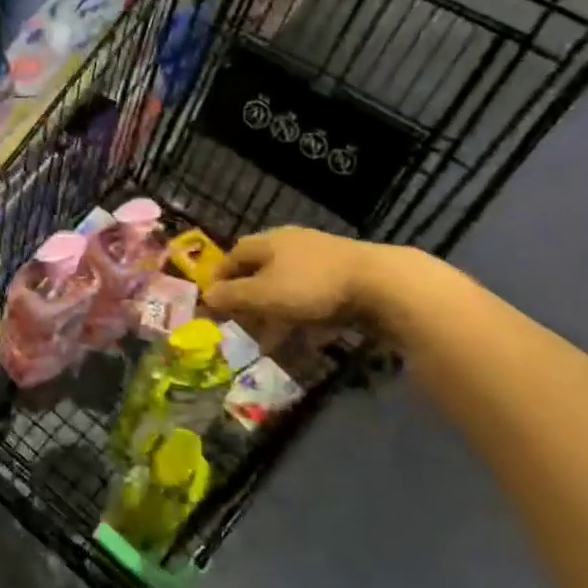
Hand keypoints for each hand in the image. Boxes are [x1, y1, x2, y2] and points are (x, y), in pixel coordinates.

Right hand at [201, 226, 442, 336]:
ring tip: (270, 345)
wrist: (382, 284)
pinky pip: (314, 300)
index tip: (213, 301)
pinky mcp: (346, 281)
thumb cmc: (311, 286)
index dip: (221, 277)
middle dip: (249, 301)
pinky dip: (304, 320)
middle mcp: (293, 246)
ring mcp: (322, 262)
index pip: (235, 255)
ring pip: (288, 289)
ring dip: (275, 315)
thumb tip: (206, 296)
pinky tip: (305, 341)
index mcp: (270, 242)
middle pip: (262, 272)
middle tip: (241, 326)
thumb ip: (232, 296)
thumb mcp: (263, 294)